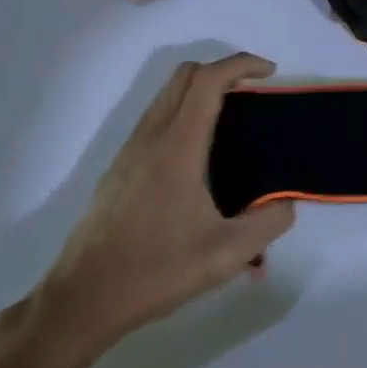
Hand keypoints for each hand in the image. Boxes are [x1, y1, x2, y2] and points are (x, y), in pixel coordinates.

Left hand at [32, 54, 295, 359]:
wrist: (80, 303)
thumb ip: (268, 223)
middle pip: (186, 75)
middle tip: (254, 94)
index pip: (209, 80)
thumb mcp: (226, 255)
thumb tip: (286, 203)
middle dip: (224, 71)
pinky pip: (156, 119)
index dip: (242, 64)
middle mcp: (151, 138)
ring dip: (202, 91)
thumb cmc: (154, 272)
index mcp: (177, 147)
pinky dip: (184, 113)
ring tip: (233, 122)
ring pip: (167, 95)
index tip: (270, 74)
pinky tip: (200, 158)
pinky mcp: (119, 169)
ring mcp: (129, 151)